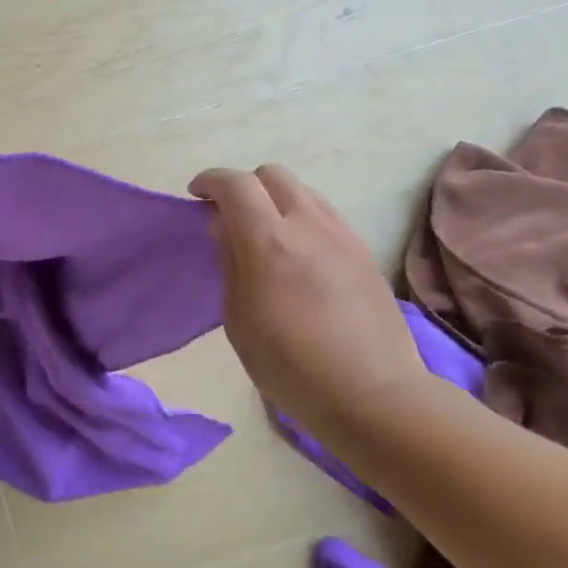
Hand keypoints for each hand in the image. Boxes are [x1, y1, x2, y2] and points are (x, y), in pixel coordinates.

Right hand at [189, 164, 427, 420]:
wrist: (372, 393)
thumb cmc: (288, 364)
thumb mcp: (237, 317)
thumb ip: (230, 261)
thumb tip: (225, 226)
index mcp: (268, 241)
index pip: (235, 184)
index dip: (210, 181)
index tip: (196, 195)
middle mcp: (308, 225)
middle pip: (272, 174)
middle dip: (244, 186)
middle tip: (230, 215)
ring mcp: (342, 235)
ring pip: (303, 190)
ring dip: (276, 200)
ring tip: (265, 235)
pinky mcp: (364, 250)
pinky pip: (325, 214)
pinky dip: (302, 218)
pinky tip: (297, 253)